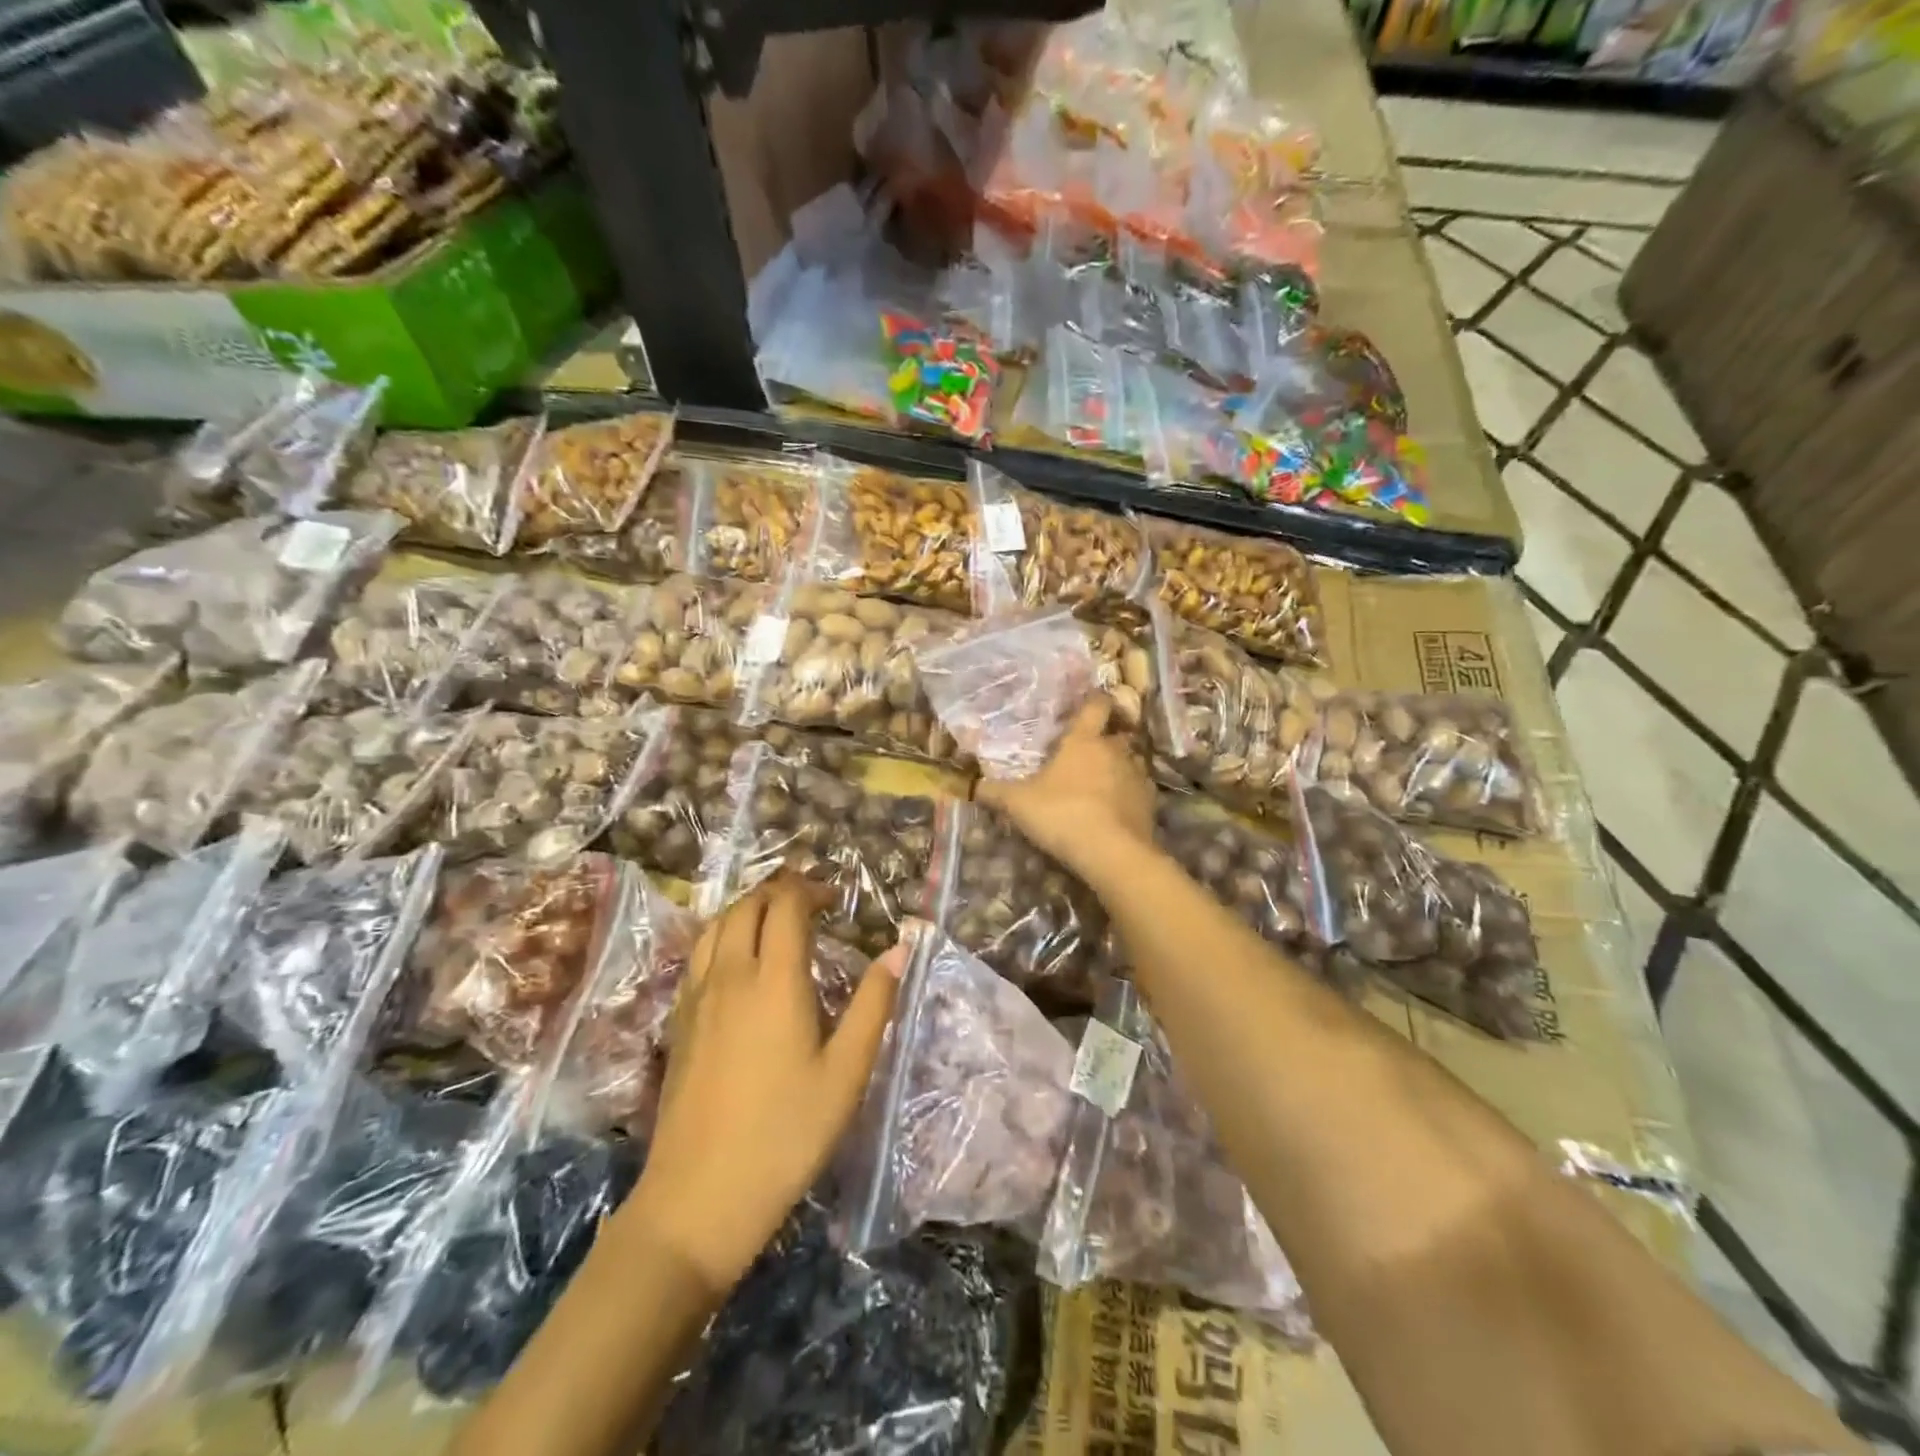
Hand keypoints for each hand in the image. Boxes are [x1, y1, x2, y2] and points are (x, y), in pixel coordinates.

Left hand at [627, 874, 902, 1292]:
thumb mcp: (847, 1072)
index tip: (835, 897)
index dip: (810, 889)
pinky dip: (721, 936)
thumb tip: (900, 948)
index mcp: (775, 980)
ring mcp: (697, 998)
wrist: (699, 1197)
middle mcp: (730, 975)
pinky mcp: (678, 1023)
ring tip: (773, 920)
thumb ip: (874, 1003)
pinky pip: (697, 955)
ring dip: (746, 909)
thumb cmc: (787, 1134)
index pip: (786, 906)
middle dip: (779, 891)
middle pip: (747, 906)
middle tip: (809, 902)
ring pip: (715, 926)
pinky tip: (736, 961)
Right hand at [976, 696, 1155, 878]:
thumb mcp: (1018, 804)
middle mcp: (1115, 751)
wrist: (1112, 852)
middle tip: (1089, 749)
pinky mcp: (1150, 803)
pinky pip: (1139, 790)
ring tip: (1103, 781)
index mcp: (1084, 741)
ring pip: (1131, 761)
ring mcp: (1137, 776)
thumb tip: (971, 785)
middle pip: (1117, 734)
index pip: (1095, 706)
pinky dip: (1129, 795)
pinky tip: (1116, 809)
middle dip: (1106, 739)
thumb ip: (995, 792)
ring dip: (1119, 767)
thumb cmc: (1062, 814)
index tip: (1091, 699)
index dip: (1094, 700)